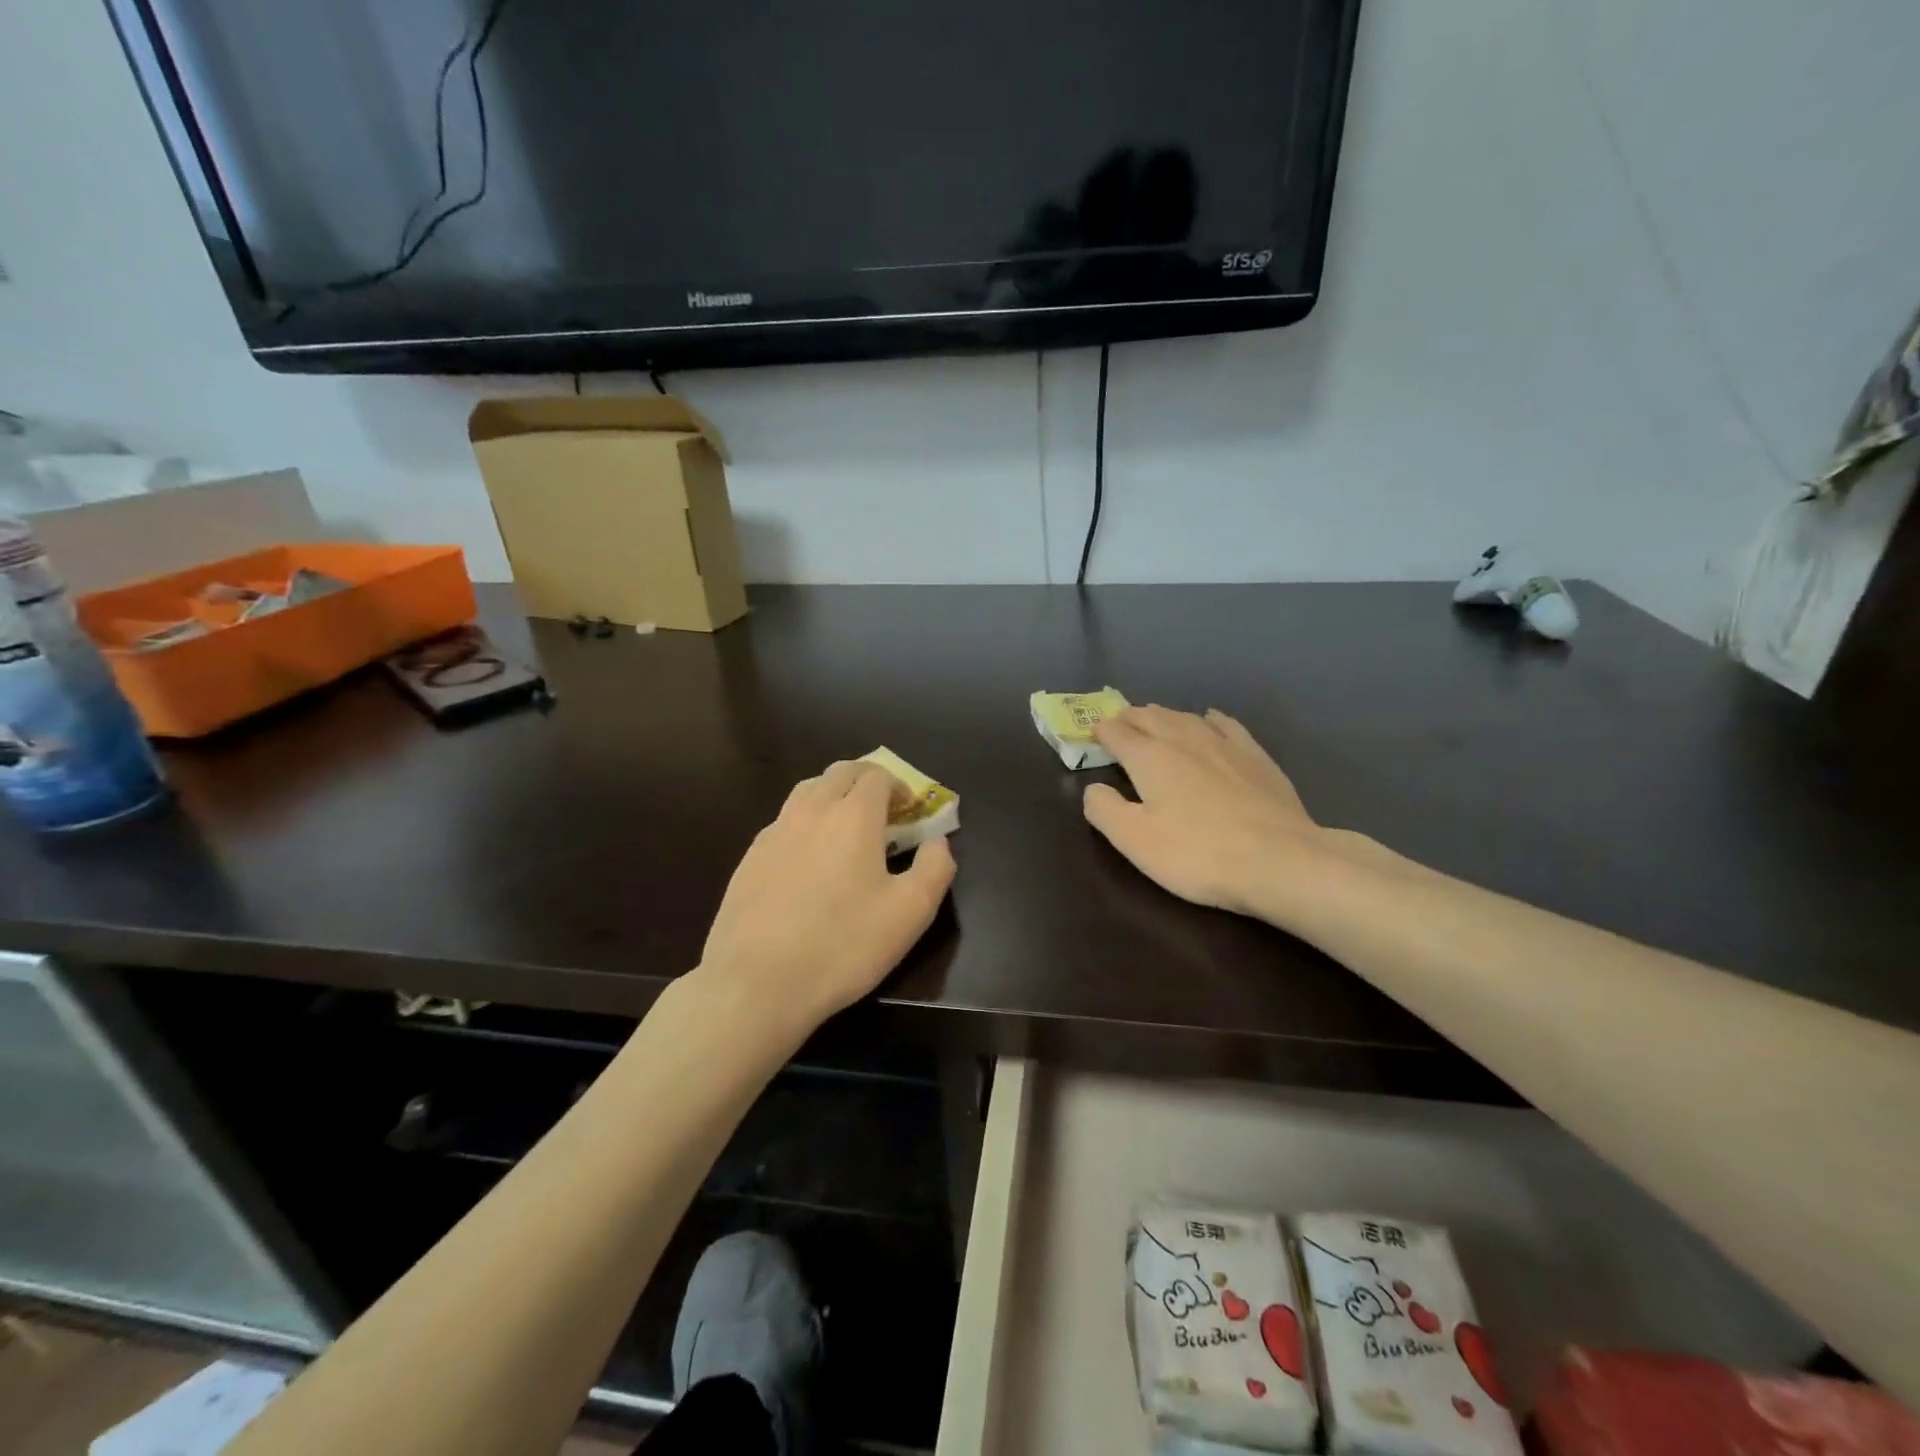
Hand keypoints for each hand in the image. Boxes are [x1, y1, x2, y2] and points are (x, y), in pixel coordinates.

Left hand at [699, 760, 955, 1033]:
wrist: (757, 983)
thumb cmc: (843, 945)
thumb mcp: (910, 913)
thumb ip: (935, 868)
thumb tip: (938, 841)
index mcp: (853, 816)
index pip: (877, 776)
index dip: (898, 786)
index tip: (909, 810)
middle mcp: (811, 811)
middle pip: (840, 773)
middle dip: (865, 781)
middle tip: (882, 810)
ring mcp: (774, 832)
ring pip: (807, 791)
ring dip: (832, 795)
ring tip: (845, 827)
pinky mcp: (750, 857)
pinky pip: (783, 822)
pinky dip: (804, 823)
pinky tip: (808, 859)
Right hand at [1083, 705, 1323, 917]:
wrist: (1279, 859)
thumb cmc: (1197, 853)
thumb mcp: (1135, 840)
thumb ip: (1104, 809)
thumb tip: (1094, 788)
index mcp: (1150, 757)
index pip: (1117, 733)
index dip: (1102, 731)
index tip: (1093, 733)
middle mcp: (1184, 739)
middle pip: (1151, 717)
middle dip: (1130, 718)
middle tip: (1119, 722)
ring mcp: (1224, 744)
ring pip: (1185, 717)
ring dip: (1164, 715)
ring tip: (1155, 718)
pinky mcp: (1255, 755)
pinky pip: (1225, 724)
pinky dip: (1209, 718)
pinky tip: (1210, 719)